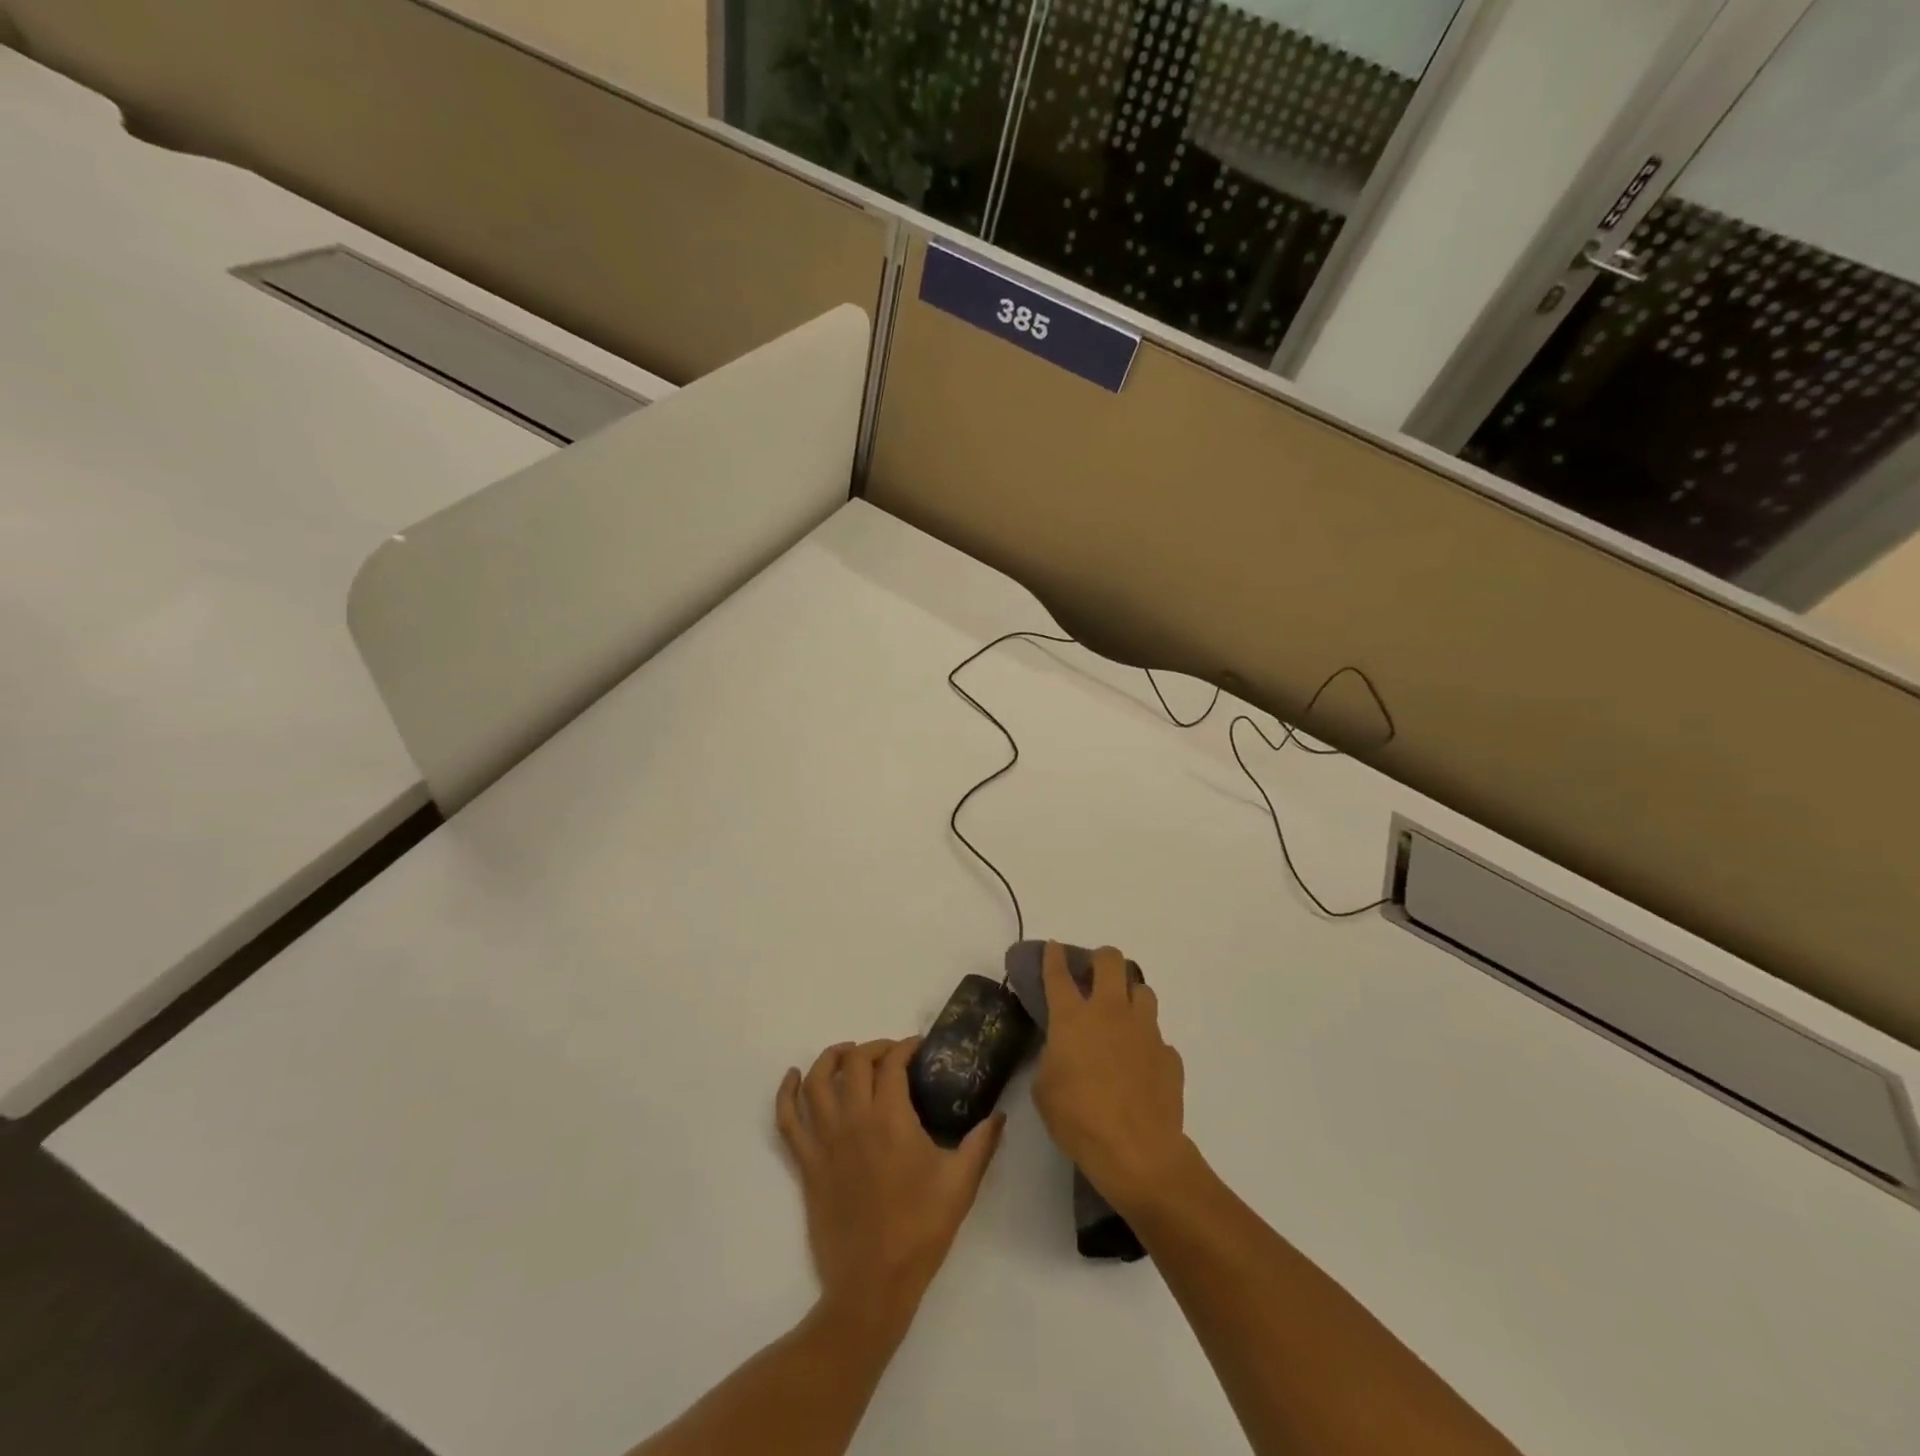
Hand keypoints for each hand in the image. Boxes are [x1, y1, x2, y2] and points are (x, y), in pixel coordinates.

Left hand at [776, 1039, 1004, 1334]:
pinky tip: (792, 1078)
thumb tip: (1000, 1115)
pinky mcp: (807, 1164)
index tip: (919, 1048)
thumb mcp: (961, 1184)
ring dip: (830, 1059)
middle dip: (873, 1048)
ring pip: (817, 1082)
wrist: (872, 1285)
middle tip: (890, 1054)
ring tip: (845, 1054)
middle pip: (854, 1063)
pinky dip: (786, 1093)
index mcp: (891, 1119)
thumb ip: (981, 1143)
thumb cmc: (920, 1231)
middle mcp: (854, 1119)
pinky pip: (787, 1120)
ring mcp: (826, 1141)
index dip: (905, 1047)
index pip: (892, 1063)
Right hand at [1032, 943, 1193, 1216]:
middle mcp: (1111, 1012)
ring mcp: (1145, 1030)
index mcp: (1073, 1017)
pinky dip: (1146, 1041)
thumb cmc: (1079, 1119)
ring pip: (1142, 989)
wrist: (1137, 1152)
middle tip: (1094, 975)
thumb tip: (1062, 1049)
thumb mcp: (1045, 1088)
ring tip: (1121, 1015)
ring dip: (1129, 994)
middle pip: (1111, 961)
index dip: (1054, 956)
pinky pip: (1157, 1036)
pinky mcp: (1169, 1054)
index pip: (1059, 974)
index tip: (1054, 947)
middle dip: (1101, 959)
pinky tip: (1140, 1064)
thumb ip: (1051, 1057)